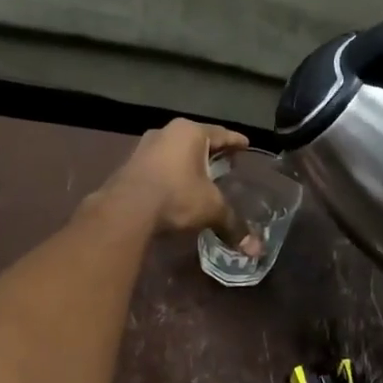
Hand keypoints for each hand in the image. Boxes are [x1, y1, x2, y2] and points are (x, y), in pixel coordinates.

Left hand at [96, 119, 256, 247]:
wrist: (126, 209)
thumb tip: (255, 250)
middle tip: (225, 161)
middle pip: (196, 139)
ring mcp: (144, 146)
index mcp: (190, 132)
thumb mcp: (210, 208)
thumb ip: (232, 223)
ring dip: (187, 161)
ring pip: (174, 150)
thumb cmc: (176, 196)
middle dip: (211, 151)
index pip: (220, 133)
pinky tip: (175, 185)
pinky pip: (158, 163)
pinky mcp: (129, 163)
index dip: (235, 141)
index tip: (245, 144)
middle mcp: (166, 132)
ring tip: (200, 174)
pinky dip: (170, 171)